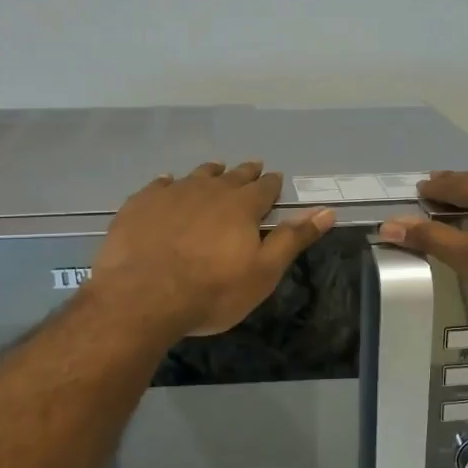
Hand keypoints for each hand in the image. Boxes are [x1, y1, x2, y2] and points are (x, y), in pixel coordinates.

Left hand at [88, 162, 334, 338]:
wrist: (143, 298)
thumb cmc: (212, 291)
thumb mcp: (263, 272)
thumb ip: (293, 239)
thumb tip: (327, 211)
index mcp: (242, 207)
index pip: (264, 188)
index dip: (272, 184)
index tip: (276, 179)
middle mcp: (209, 191)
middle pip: (232, 176)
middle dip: (245, 173)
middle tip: (252, 168)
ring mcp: (172, 194)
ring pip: (197, 175)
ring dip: (210, 173)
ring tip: (215, 171)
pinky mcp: (141, 204)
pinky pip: (159, 185)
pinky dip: (169, 183)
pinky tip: (167, 183)